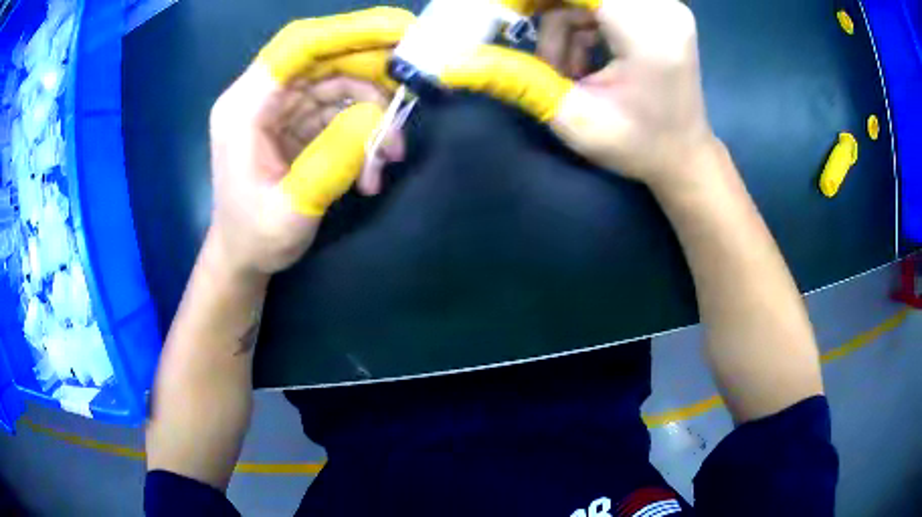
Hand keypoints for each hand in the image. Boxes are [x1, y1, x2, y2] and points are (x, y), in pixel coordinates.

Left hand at [206, 8, 413, 276]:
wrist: (243, 255)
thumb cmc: (255, 238)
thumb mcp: (291, 212)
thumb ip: (331, 163)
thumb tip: (376, 118)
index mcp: (244, 108)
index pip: (297, 46)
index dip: (349, 31)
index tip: (401, 30)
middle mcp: (261, 96)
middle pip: (325, 57)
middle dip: (373, 70)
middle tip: (414, 88)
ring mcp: (281, 106)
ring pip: (339, 81)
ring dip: (374, 110)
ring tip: (389, 154)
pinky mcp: (297, 119)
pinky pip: (339, 106)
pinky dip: (364, 128)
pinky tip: (373, 164)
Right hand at [440, 0, 718, 196]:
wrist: (684, 156)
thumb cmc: (637, 146)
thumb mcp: (572, 117)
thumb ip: (516, 79)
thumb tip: (453, 63)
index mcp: (648, 31)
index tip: (501, 12)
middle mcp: (662, 7)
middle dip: (541, 7)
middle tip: (515, 29)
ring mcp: (663, 6)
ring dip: (559, 22)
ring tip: (560, 69)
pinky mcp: (659, 9)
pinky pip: (601, 2)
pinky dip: (578, 24)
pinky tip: (579, 59)